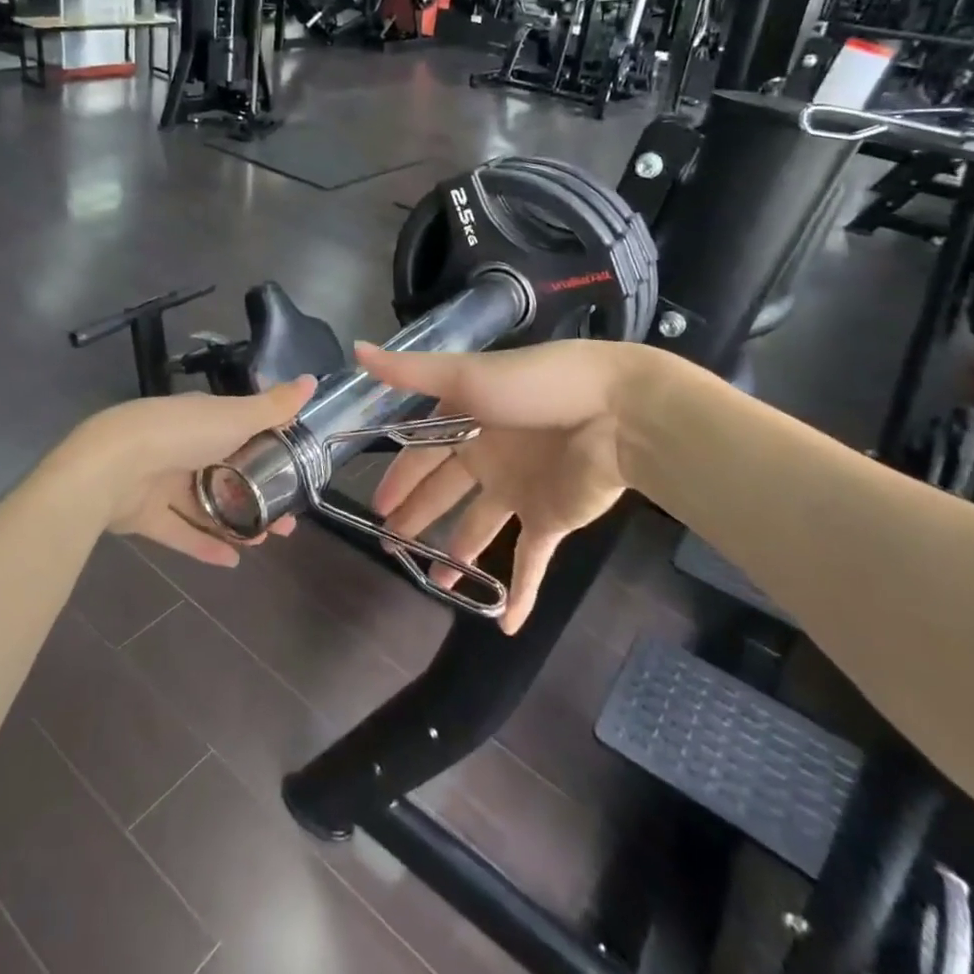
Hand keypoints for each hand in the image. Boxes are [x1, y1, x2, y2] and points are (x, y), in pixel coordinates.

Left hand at [66, 378, 316, 565]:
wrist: (112, 466)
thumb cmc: (181, 434)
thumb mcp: (236, 416)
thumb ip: (274, 406)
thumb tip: (313, 379)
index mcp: (203, 419)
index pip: (242, 432)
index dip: (271, 452)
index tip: (297, 472)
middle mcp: (182, 447)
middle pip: (228, 474)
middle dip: (259, 495)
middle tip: (287, 519)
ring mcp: (161, 481)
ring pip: (207, 505)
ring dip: (237, 522)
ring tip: (267, 540)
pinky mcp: (144, 515)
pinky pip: (180, 531)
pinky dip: (205, 545)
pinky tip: (233, 561)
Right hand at [359, 340, 634, 632]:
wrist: (617, 411)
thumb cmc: (536, 386)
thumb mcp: (467, 376)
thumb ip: (410, 372)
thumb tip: (356, 349)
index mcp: (468, 419)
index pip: (421, 453)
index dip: (399, 477)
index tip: (376, 506)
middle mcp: (490, 455)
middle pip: (445, 492)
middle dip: (416, 516)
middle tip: (389, 545)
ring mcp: (521, 489)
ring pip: (480, 528)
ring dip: (457, 554)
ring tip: (435, 582)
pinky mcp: (551, 518)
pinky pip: (530, 561)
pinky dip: (521, 593)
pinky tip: (505, 625)